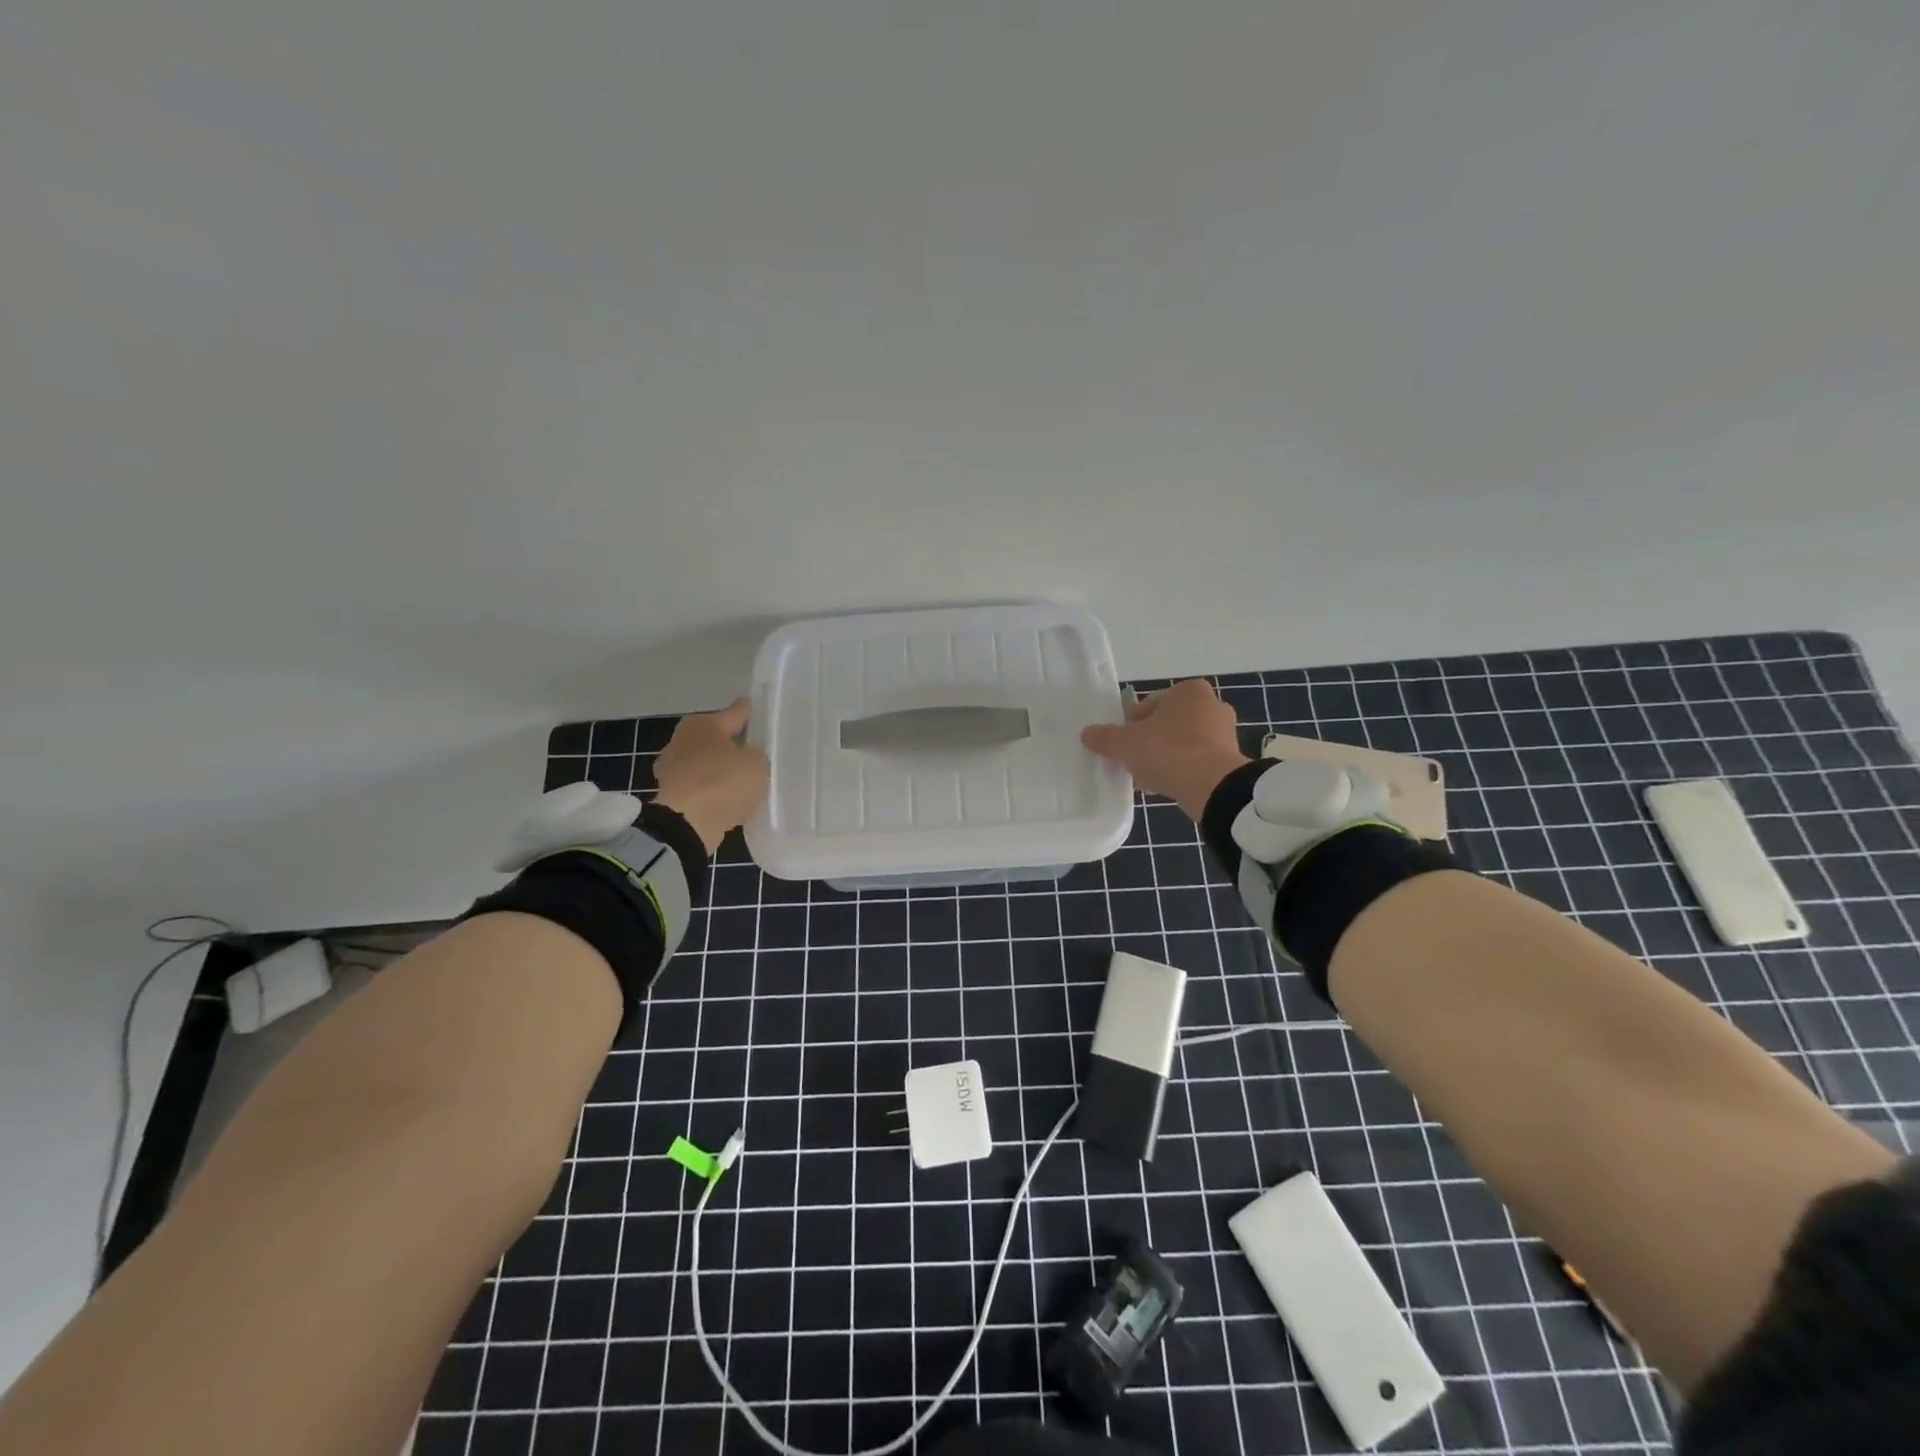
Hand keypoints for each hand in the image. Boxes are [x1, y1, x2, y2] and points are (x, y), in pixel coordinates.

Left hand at [654, 697, 770, 852]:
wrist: (686, 824)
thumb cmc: (723, 781)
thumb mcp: (756, 763)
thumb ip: (755, 754)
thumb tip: (746, 755)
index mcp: (702, 724)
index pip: (733, 713)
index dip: (746, 711)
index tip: (752, 706)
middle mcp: (681, 740)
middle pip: (713, 738)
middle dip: (728, 743)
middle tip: (750, 749)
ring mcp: (671, 769)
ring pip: (704, 763)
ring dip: (718, 769)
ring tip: (740, 779)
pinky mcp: (669, 795)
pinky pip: (699, 787)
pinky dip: (710, 790)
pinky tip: (725, 798)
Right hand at [1081, 679, 1249, 819]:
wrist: (1214, 787)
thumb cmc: (1169, 751)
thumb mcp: (1126, 744)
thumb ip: (1105, 737)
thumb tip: (1087, 734)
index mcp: (1189, 691)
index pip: (1149, 704)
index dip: (1131, 725)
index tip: (1123, 744)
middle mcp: (1211, 704)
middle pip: (1166, 724)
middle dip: (1149, 741)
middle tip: (1132, 761)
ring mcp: (1225, 733)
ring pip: (1182, 743)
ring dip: (1164, 757)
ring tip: (1147, 778)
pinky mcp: (1230, 759)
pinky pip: (1196, 762)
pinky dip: (1182, 771)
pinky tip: (1166, 786)